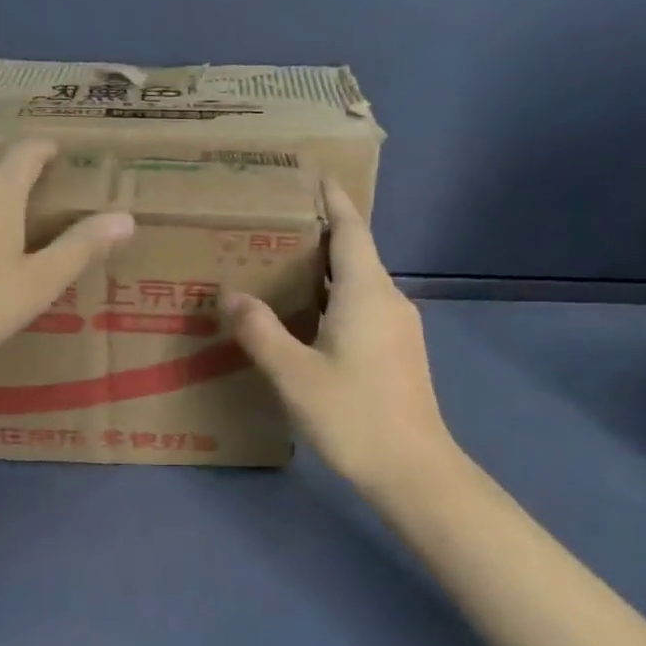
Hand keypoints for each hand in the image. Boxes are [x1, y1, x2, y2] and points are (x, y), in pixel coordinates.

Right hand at [226, 182, 453, 495]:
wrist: (414, 471)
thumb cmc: (354, 415)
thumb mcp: (294, 374)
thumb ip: (260, 331)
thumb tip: (230, 294)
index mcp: (367, 292)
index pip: (351, 229)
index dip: (333, 200)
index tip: (314, 175)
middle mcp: (389, 299)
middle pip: (355, 252)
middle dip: (319, 233)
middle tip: (273, 224)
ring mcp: (399, 326)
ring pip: (359, 282)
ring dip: (326, 269)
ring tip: (281, 265)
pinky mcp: (400, 350)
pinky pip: (364, 306)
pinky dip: (335, 297)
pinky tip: (308, 315)